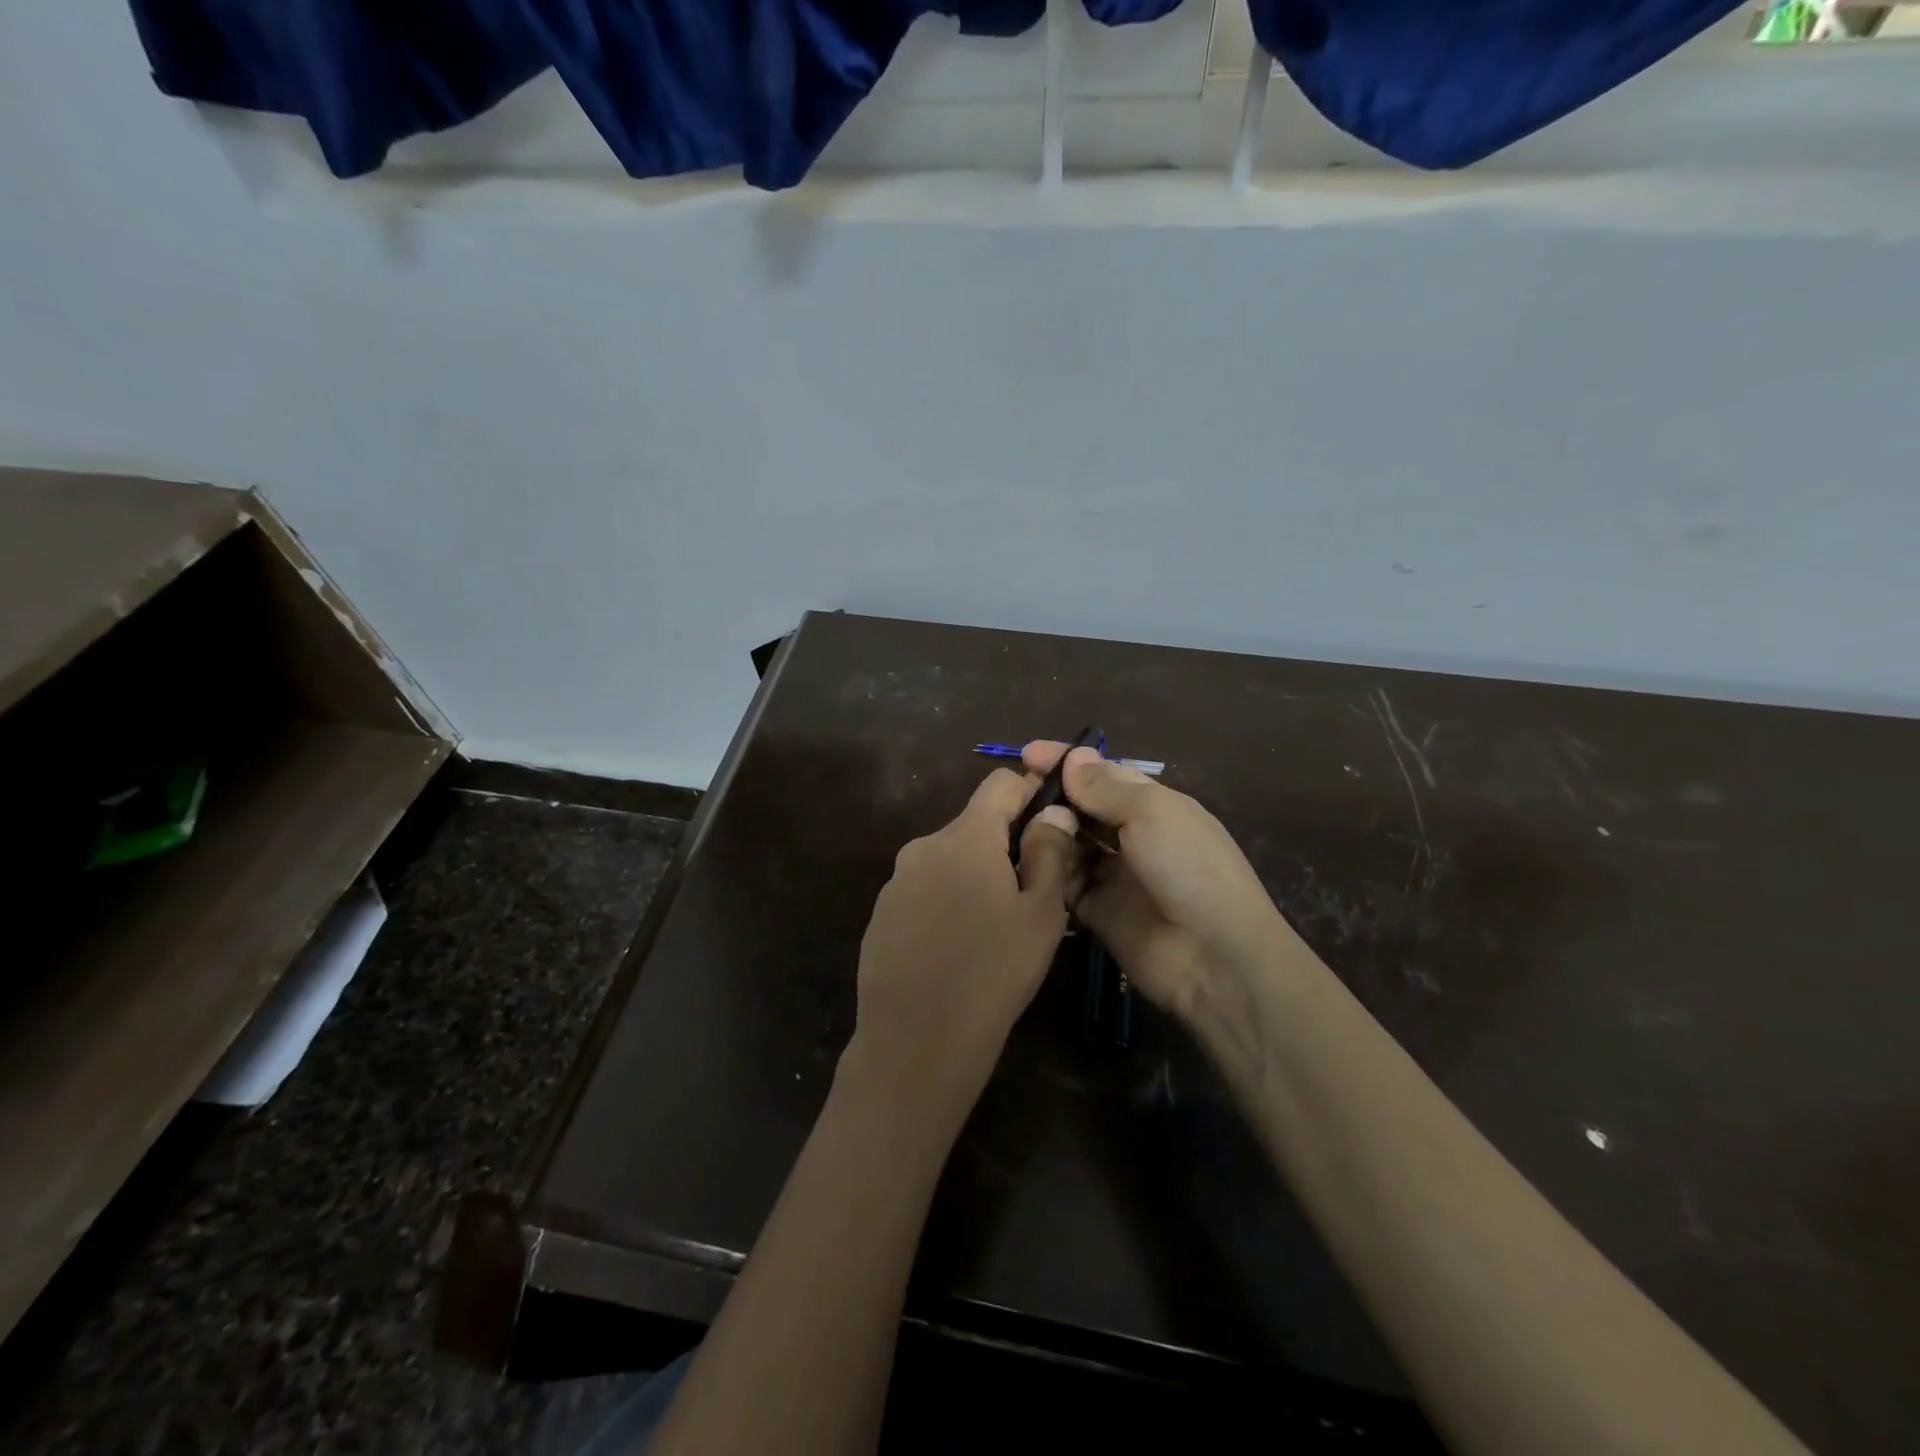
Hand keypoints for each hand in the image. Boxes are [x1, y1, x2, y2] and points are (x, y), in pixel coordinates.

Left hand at [845, 769, 1078, 1125]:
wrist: (915, 1043)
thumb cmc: (993, 973)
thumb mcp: (1041, 914)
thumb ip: (1050, 852)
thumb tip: (1053, 811)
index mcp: (964, 837)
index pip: (1000, 783)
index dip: (1031, 791)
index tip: (1054, 819)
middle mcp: (923, 847)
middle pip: (974, 825)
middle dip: (1006, 845)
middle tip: (1033, 892)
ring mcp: (896, 882)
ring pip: (948, 861)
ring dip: (975, 876)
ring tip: (996, 928)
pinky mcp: (880, 915)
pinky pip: (924, 891)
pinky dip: (947, 903)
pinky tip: (957, 948)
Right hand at [1023, 742, 1302, 1022]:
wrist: (1213, 955)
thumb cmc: (1187, 867)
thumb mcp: (1151, 813)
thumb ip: (1105, 787)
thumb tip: (1073, 756)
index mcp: (1154, 805)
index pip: (1104, 774)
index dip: (1068, 763)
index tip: (1027, 753)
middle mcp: (1133, 835)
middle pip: (1084, 808)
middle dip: (1052, 797)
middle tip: (1014, 792)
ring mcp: (1115, 874)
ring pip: (1070, 844)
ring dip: (1047, 832)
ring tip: (1016, 824)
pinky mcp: (1098, 911)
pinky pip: (1065, 884)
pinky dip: (1048, 870)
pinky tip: (1025, 859)